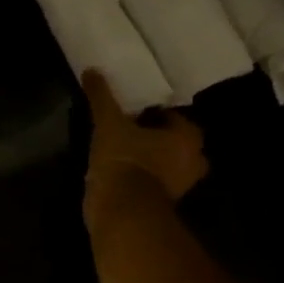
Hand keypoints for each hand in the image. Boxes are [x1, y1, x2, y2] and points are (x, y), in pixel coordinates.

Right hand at [81, 69, 209, 216]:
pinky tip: (119, 166)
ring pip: (166, 163)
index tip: (136, 108)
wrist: (122, 211)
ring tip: (123, 145)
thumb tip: (92, 70)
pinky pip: (154, 181)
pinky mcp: (161, 203)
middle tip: (131, 125)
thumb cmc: (125, 160)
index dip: (156, 111)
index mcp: (187, 139)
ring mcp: (178, 186)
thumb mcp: (109, 123)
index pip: (176, 116)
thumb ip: (102, 96)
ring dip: (150, 156)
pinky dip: (141, 175)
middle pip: (175, 141)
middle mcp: (191, 162)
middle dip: (157, 135)